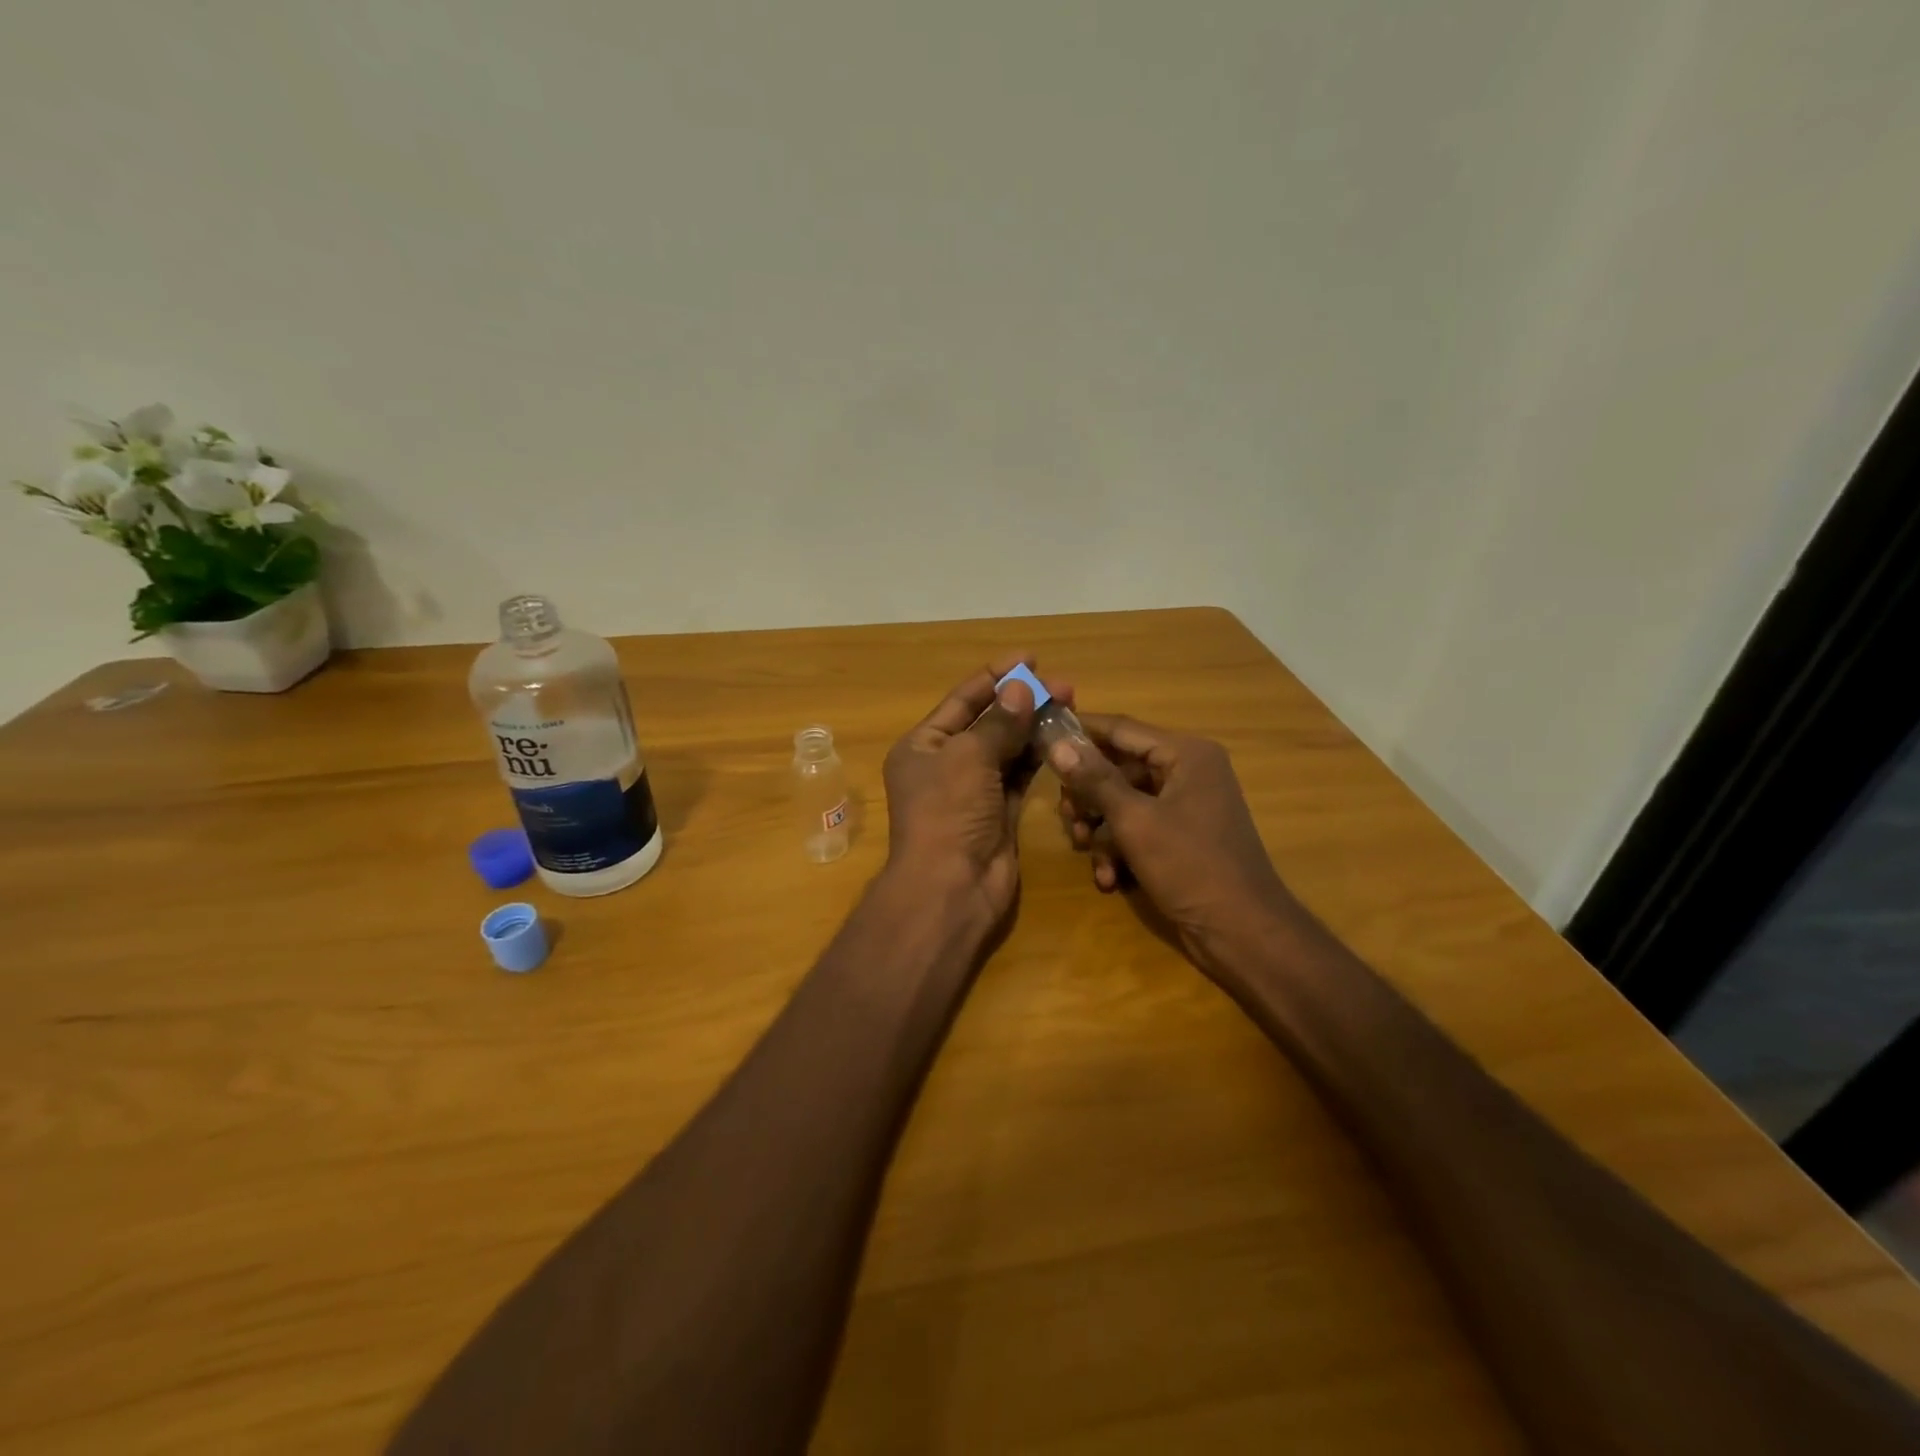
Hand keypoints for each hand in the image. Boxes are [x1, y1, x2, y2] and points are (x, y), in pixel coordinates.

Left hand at [883, 656, 1064, 926]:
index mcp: (923, 745)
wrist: (951, 887)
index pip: (962, 701)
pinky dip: (1039, 757)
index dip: (995, 676)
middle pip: (988, 723)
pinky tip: (1063, 738)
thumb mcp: (969, 758)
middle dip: (1022, 701)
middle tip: (1064, 686)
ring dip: (1035, 727)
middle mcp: (946, 764)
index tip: (1030, 658)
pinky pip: (1020, 776)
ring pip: (1008, 749)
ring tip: (1070, 705)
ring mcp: (974, 791)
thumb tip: (1020, 688)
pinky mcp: (999, 813)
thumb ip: (999, 723)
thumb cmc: (948, 812)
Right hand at [1050, 715, 1294, 972]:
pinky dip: (1120, 850)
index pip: (1121, 729)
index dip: (1080, 732)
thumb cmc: (1190, 865)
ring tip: (1086, 851)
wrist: (1241, 932)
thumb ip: (1095, 780)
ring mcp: (1185, 806)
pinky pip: (1139, 828)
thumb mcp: (1135, 820)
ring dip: (1100, 828)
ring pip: (1124, 802)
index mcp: (1185, 754)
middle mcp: (1187, 772)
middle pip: (1119, 767)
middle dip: (1088, 795)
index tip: (1041, 736)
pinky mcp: (1181, 837)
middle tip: (1067, 817)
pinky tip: (1109, 878)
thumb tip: (1058, 744)